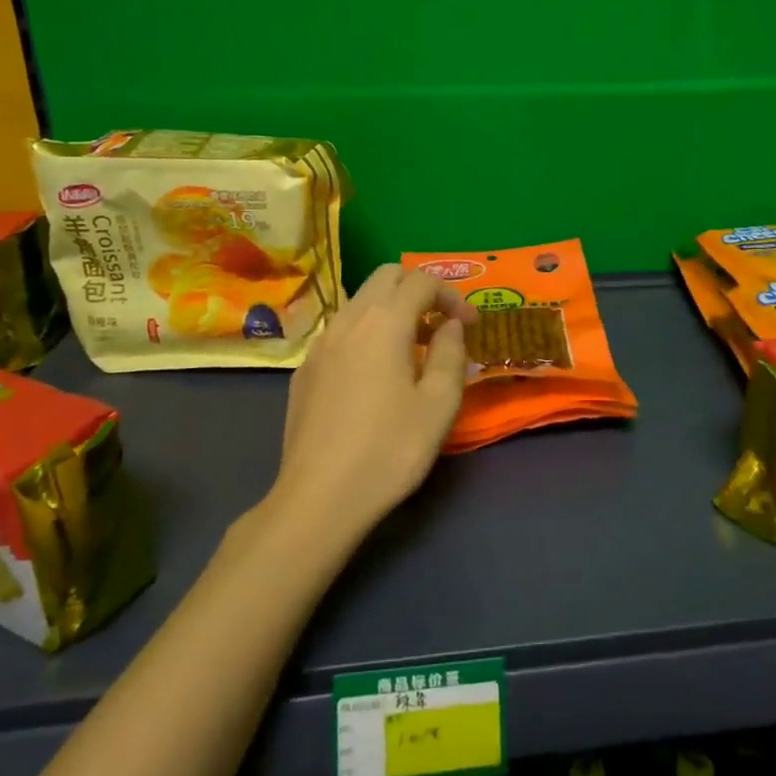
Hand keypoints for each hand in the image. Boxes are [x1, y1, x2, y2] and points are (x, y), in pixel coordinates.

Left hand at [269, 265, 478, 536]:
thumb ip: (450, 353)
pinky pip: (341, 332)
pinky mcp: (305, 370)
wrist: (319, 498)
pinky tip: (376, 376)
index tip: (470, 325)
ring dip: (391, 310)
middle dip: (418, 290)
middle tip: (441, 326)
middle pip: (385, 277)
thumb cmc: (390, 449)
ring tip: (413, 351)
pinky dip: (366, 334)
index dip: (452, 295)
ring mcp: (319, 344)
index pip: (421, 280)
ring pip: (359, 302)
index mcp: (384, 323)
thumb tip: (449, 326)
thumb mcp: (439, 403)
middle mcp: (347, 321)